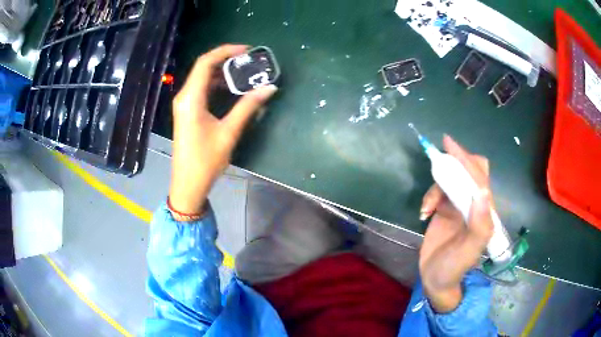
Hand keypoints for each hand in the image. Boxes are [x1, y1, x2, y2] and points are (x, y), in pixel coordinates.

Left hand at [169, 45, 277, 214]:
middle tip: (248, 60)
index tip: (246, 50)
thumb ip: (248, 107)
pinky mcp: (187, 112)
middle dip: (225, 60)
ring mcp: (184, 104)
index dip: (225, 51)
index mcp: (191, 98)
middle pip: (203, 67)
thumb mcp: (229, 132)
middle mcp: (185, 96)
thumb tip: (269, 88)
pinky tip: (231, 88)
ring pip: (202, 78)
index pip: (205, 63)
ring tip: (243, 71)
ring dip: (221, 72)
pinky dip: (216, 84)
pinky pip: (201, 90)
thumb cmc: (205, 160)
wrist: (187, 184)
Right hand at [418, 135, 493, 312]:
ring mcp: (459, 206)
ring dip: (436, 188)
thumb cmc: (454, 267)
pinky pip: (438, 192)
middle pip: (470, 171)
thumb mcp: (469, 251)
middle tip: (438, 162)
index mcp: (484, 211)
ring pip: (451, 181)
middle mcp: (474, 204)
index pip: (479, 177)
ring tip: (427, 208)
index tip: (448, 144)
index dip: (465, 159)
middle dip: (456, 164)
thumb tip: (483, 192)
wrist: (436, 280)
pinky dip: (429, 197)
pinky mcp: (446, 210)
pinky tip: (423, 213)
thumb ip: (479, 224)